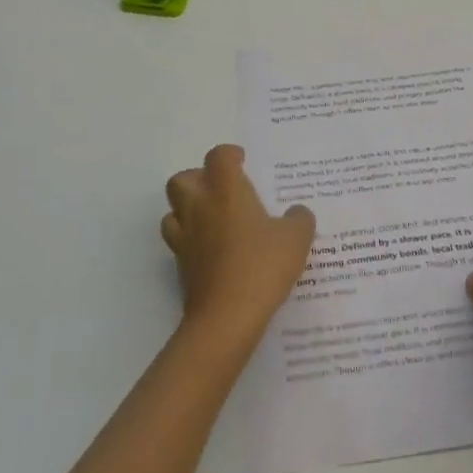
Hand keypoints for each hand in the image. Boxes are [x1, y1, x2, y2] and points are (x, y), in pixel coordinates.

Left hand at [162, 145, 315, 348]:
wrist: (227, 317)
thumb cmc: (262, 266)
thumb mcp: (296, 238)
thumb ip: (299, 218)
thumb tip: (296, 212)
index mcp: (226, 191)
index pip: (218, 157)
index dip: (229, 155)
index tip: (243, 162)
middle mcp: (199, 207)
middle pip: (182, 179)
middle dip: (198, 178)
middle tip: (222, 190)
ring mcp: (185, 237)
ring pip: (173, 210)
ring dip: (188, 209)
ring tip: (213, 219)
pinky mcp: (180, 266)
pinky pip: (179, 241)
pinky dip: (191, 240)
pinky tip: (213, 251)